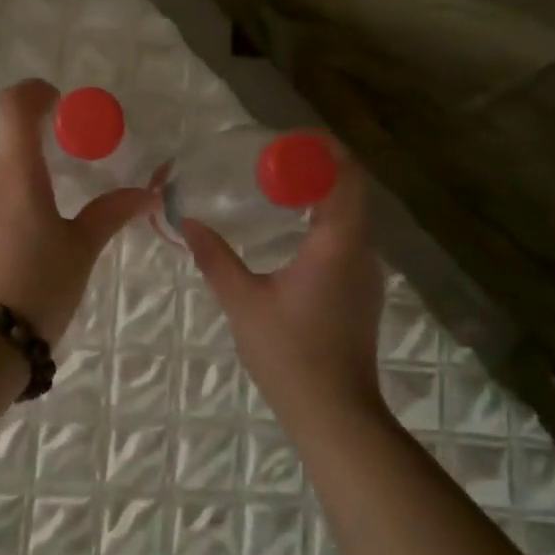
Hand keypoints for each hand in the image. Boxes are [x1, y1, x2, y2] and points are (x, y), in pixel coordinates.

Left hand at [0, 79, 152, 345]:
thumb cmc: (37, 287)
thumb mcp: (81, 249)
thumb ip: (111, 212)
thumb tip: (149, 192)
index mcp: (16, 172)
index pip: (13, 106)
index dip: (34, 92)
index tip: (58, 102)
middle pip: (6, 140)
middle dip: (37, 142)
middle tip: (69, 166)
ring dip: (22, 174)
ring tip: (50, 211)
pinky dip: (6, 200)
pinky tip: (25, 238)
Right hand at [181, 147, 386, 423]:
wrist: (335, 414)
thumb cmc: (289, 353)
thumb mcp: (243, 302)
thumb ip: (215, 258)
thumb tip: (187, 222)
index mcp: (338, 243)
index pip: (345, 176)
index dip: (322, 151)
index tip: (286, 141)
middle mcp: (362, 249)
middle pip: (350, 189)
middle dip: (316, 168)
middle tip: (271, 160)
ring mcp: (367, 271)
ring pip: (352, 214)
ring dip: (321, 194)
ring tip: (278, 186)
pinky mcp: (363, 290)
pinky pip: (349, 237)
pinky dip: (325, 219)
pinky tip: (293, 229)